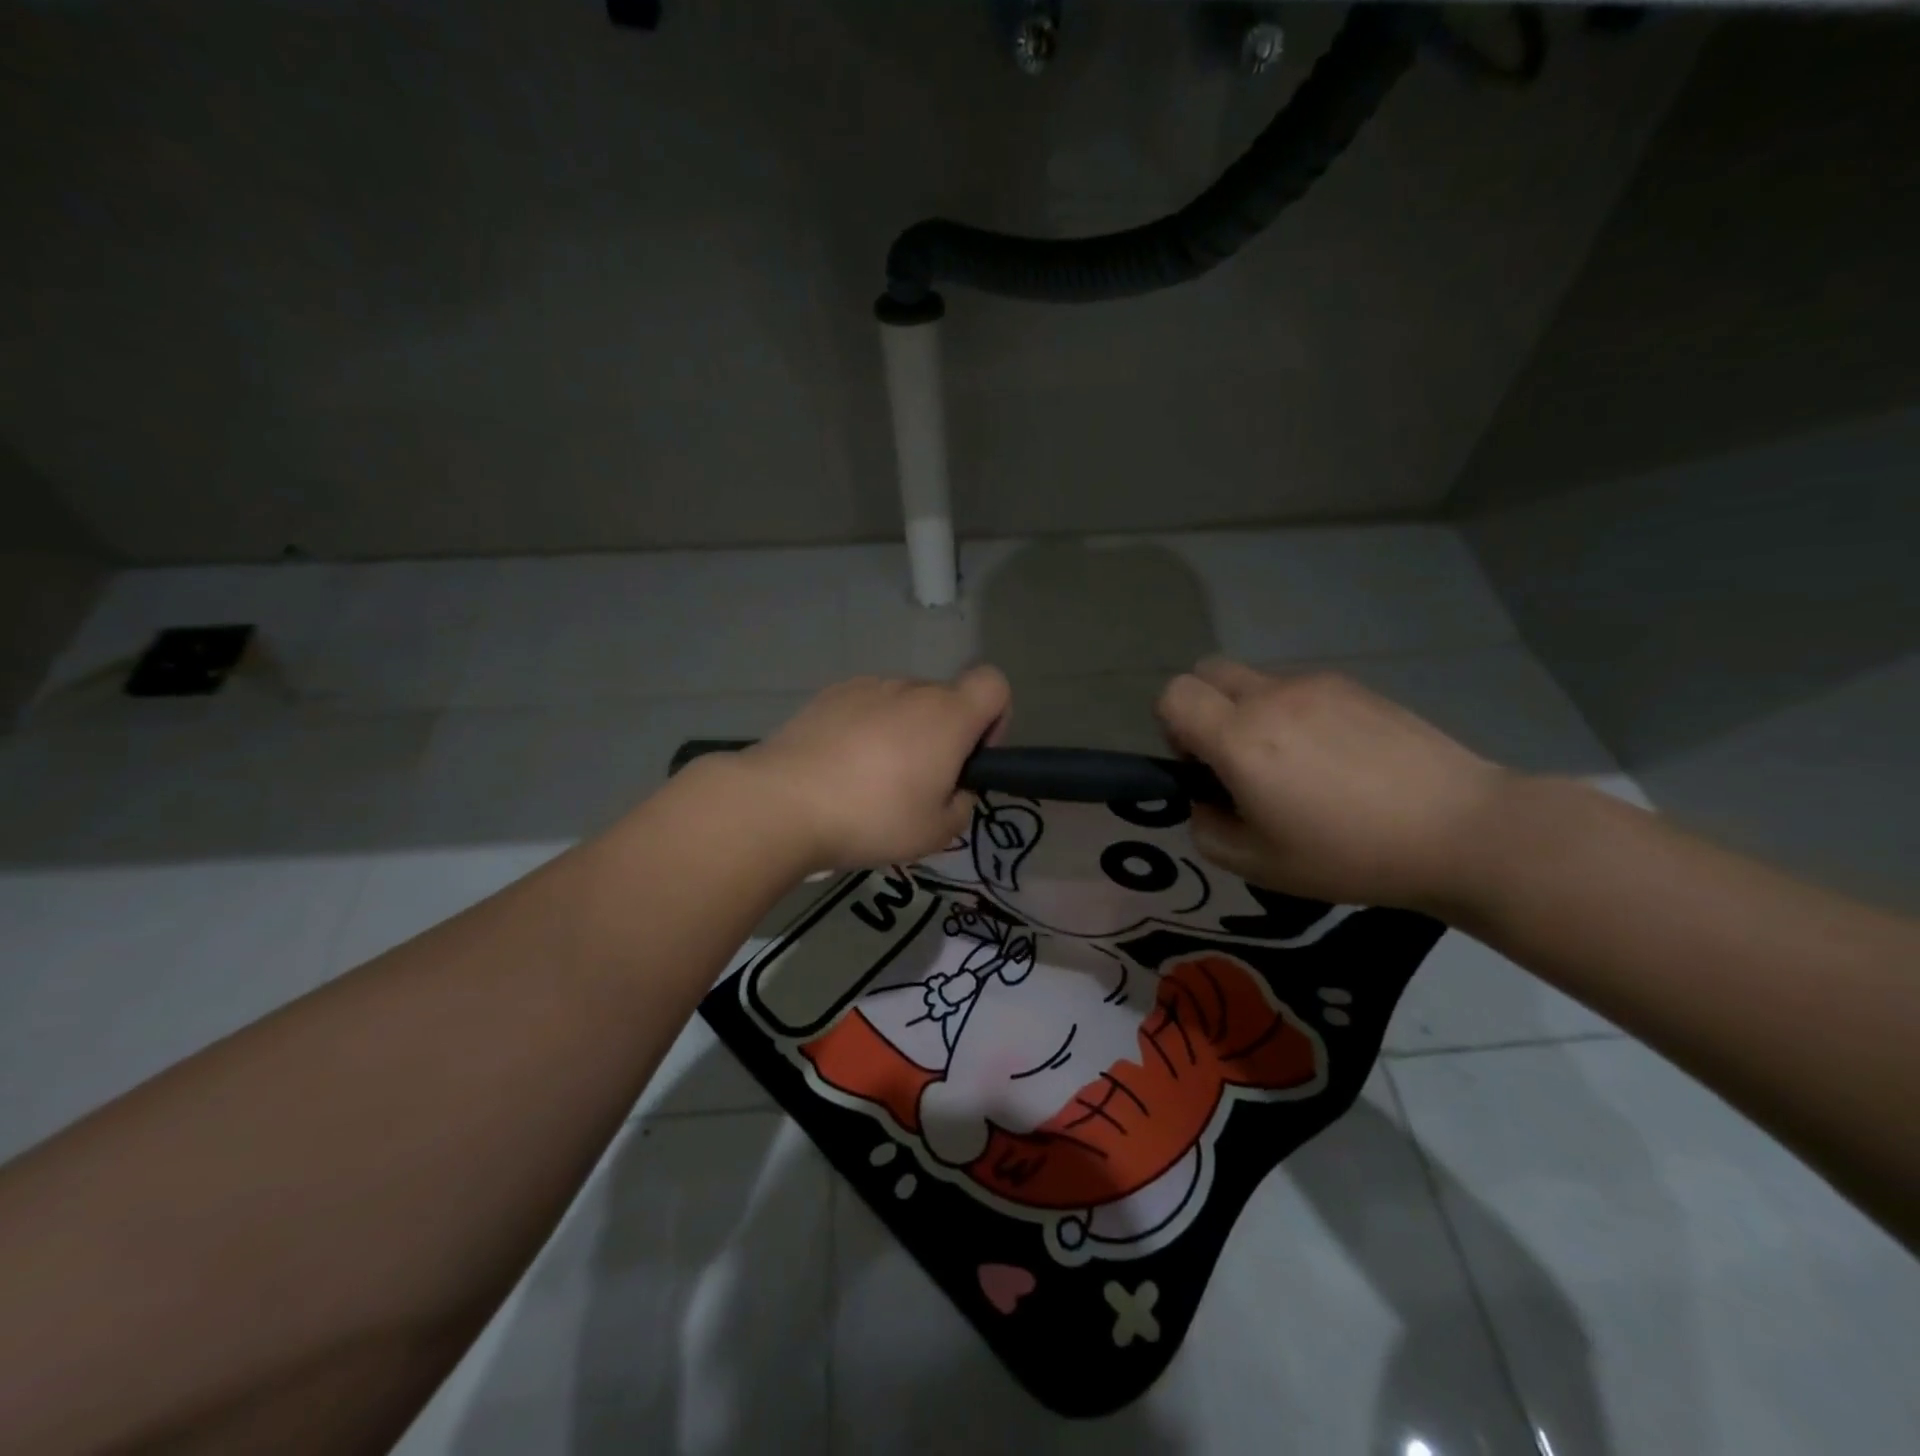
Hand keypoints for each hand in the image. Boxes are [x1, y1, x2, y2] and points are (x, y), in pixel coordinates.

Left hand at [743, 666, 1011, 872]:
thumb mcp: (937, 833)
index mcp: (948, 715)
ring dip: (902, 732)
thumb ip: (962, 804)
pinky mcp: (828, 694)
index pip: (994, 684)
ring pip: (903, 704)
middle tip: (917, 786)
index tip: (970, 757)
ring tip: (870, 780)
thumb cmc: (873, 817)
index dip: (995, 718)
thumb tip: (953, 789)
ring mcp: (866, 686)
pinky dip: (865, 729)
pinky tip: (839, 766)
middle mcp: (911, 688)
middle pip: (946, 699)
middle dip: (943, 736)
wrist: (783, 802)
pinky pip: (865, 707)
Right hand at [1156, 659, 1509, 911]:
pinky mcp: (1354, 686)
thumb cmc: (1349, 855)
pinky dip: (1294, 712)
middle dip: (1203, 707)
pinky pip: (1298, 687)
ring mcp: (1316, 685)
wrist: (1459, 830)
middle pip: (1206, 671)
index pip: (1173, 695)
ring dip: (1251, 711)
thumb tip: (1204, 800)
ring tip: (1296, 764)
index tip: (1200, 764)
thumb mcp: (1258, 865)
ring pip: (1254, 680)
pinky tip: (1336, 757)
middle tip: (1234, 757)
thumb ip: (1206, 829)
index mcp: (1240, 739)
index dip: (1171, 726)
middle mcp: (1270, 698)